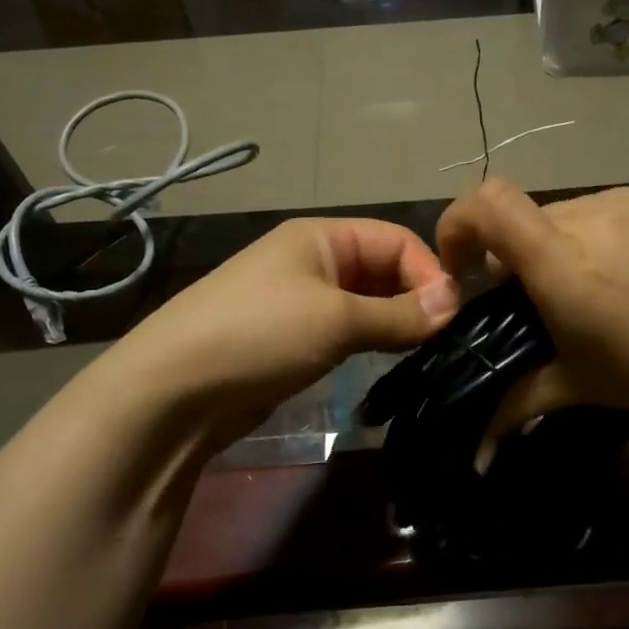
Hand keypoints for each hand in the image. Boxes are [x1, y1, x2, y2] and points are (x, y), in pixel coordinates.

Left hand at [116, 218, 459, 451]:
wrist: (173, 391)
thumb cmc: (259, 335)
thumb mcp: (336, 319)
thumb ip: (399, 313)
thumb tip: (455, 302)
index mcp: (321, 237)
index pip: (395, 240)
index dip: (429, 272)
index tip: (454, 316)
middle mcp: (313, 261)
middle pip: (383, 269)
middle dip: (415, 298)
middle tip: (444, 339)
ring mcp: (301, 301)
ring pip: (367, 303)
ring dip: (396, 322)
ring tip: (425, 353)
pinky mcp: (294, 339)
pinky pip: (346, 331)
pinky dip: (371, 341)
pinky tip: (390, 363)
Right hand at [435, 179, 628, 430]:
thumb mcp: (585, 387)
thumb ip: (518, 405)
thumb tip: (475, 454)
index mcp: (564, 263)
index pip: (487, 205)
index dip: (456, 225)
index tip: (462, 270)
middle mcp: (590, 217)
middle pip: (523, 221)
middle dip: (513, 259)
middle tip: (539, 309)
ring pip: (564, 217)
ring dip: (557, 252)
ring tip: (593, 297)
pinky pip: (605, 213)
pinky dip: (595, 241)